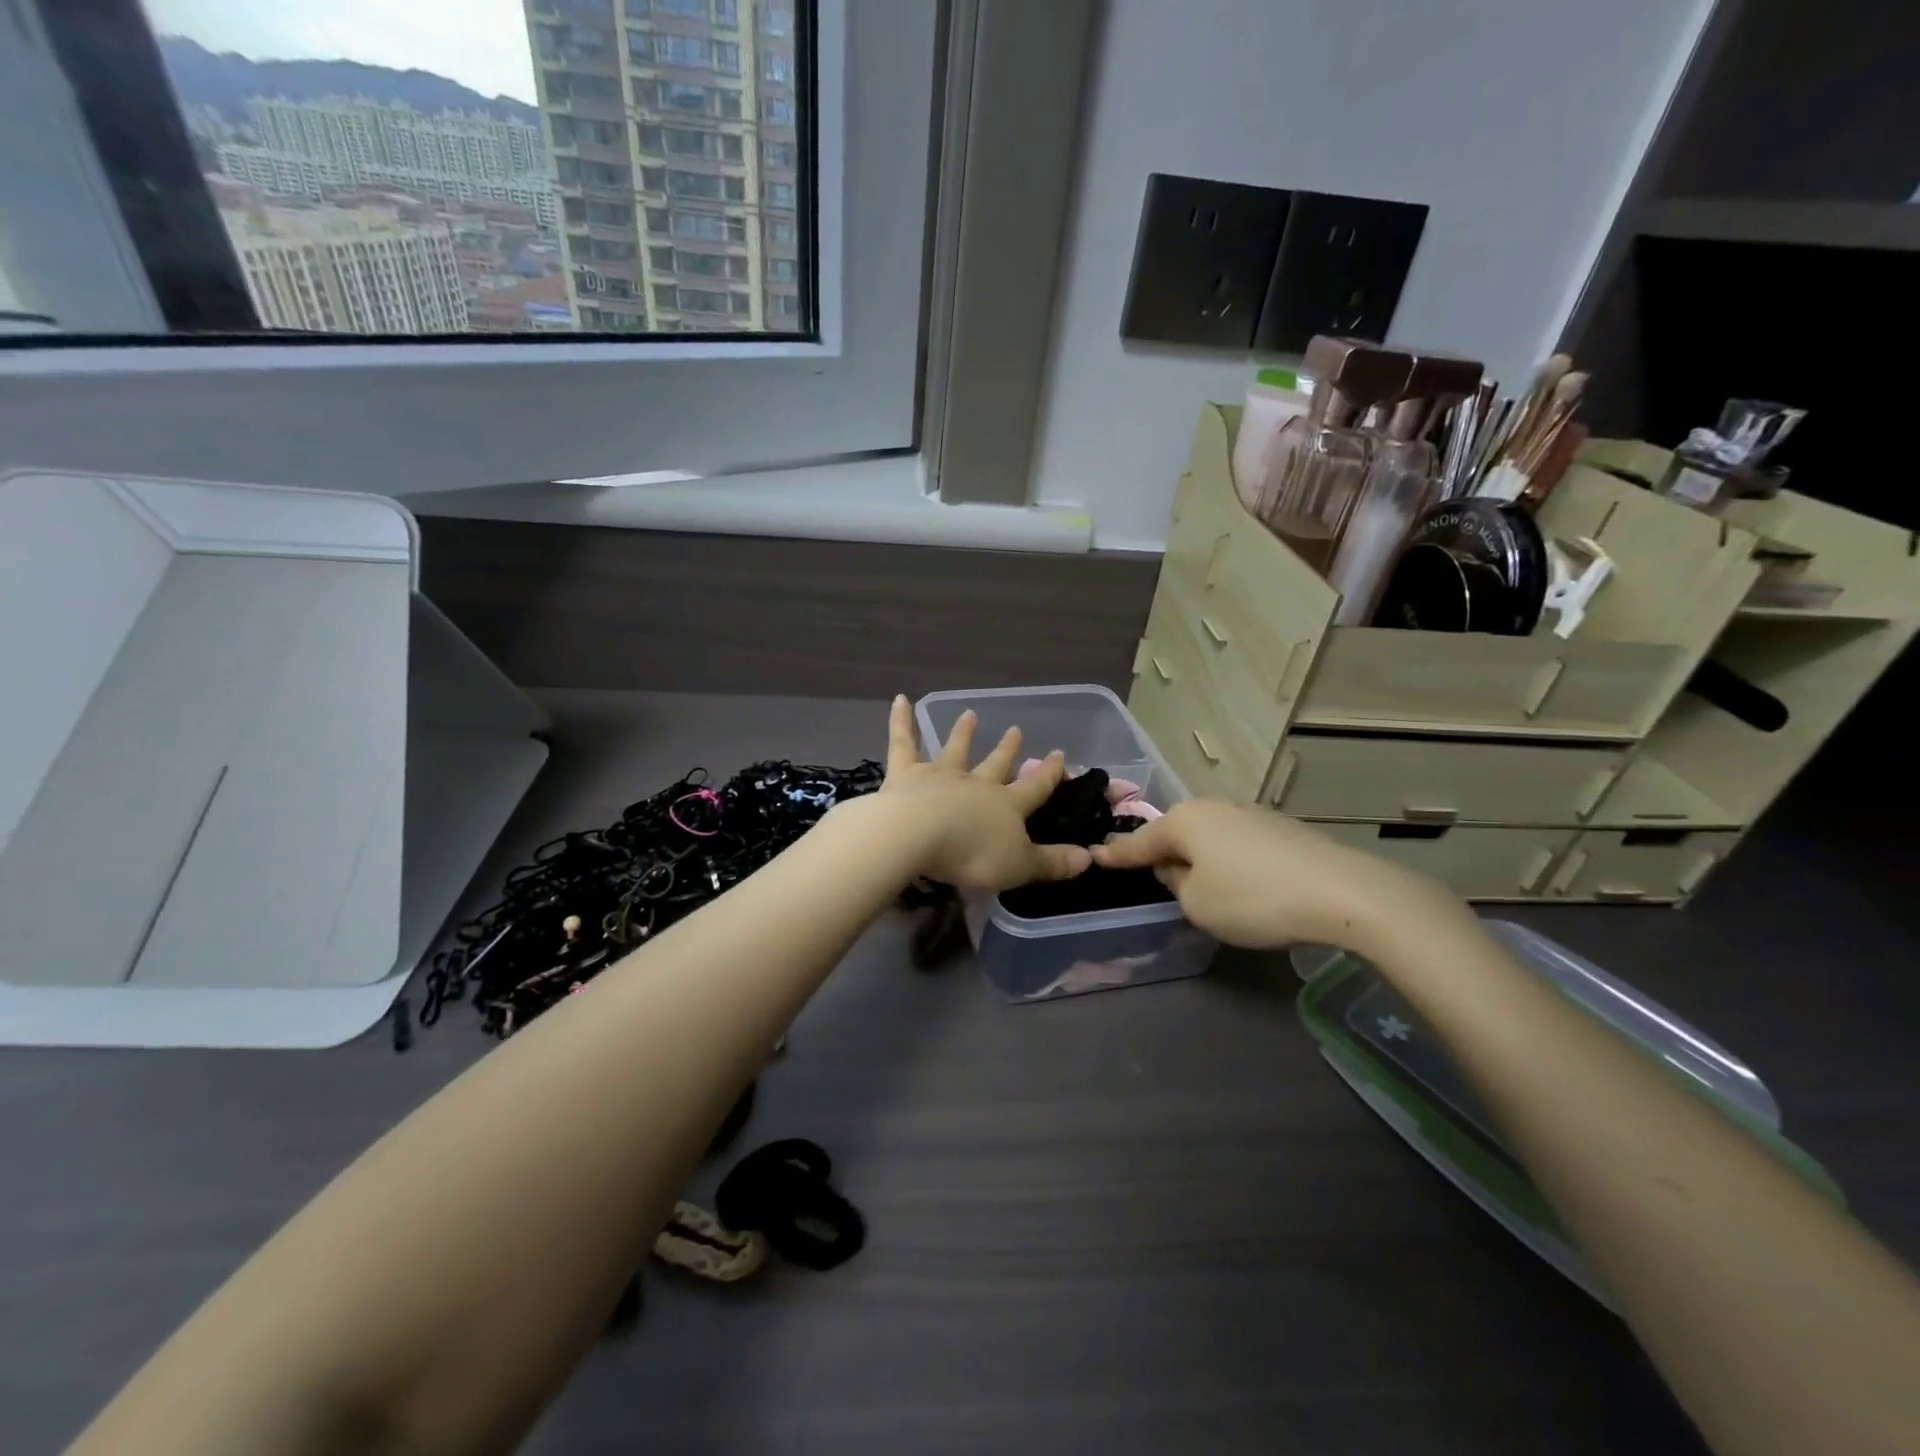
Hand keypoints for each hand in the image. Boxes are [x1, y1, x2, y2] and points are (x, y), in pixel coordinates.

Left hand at [876, 696, 1090, 891]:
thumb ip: (1052, 862)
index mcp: (1006, 805)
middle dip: (1007, 750)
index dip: (1049, 774)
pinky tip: (900, 698)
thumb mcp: (1019, 866)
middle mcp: (976, 784)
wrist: (916, 835)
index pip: (1035, 788)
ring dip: (962, 733)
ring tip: (969, 714)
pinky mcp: (905, 774)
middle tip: (1015, 730)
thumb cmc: (971, 854)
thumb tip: (1089, 857)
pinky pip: (903, 741)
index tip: (1059, 755)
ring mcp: (940, 775)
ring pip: (955, 749)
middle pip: (996, 764)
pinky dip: (901, 719)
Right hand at [1091, 800, 1456, 950]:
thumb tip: (1180, 868)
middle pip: (1176, 834)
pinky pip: (1237, 844)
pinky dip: (1228, 861)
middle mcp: (1214, 807)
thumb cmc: (1253, 898)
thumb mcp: (1197, 903)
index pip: (1139, 841)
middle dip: (1162, 854)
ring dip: (1199, 858)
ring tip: (1200, 885)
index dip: (1116, 854)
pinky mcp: (1281, 828)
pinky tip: (1242, 883)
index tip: (1094, 855)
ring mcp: (1250, 814)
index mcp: (1185, 820)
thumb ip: (1176, 884)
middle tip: (1150, 876)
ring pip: (1208, 838)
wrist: (1343, 893)